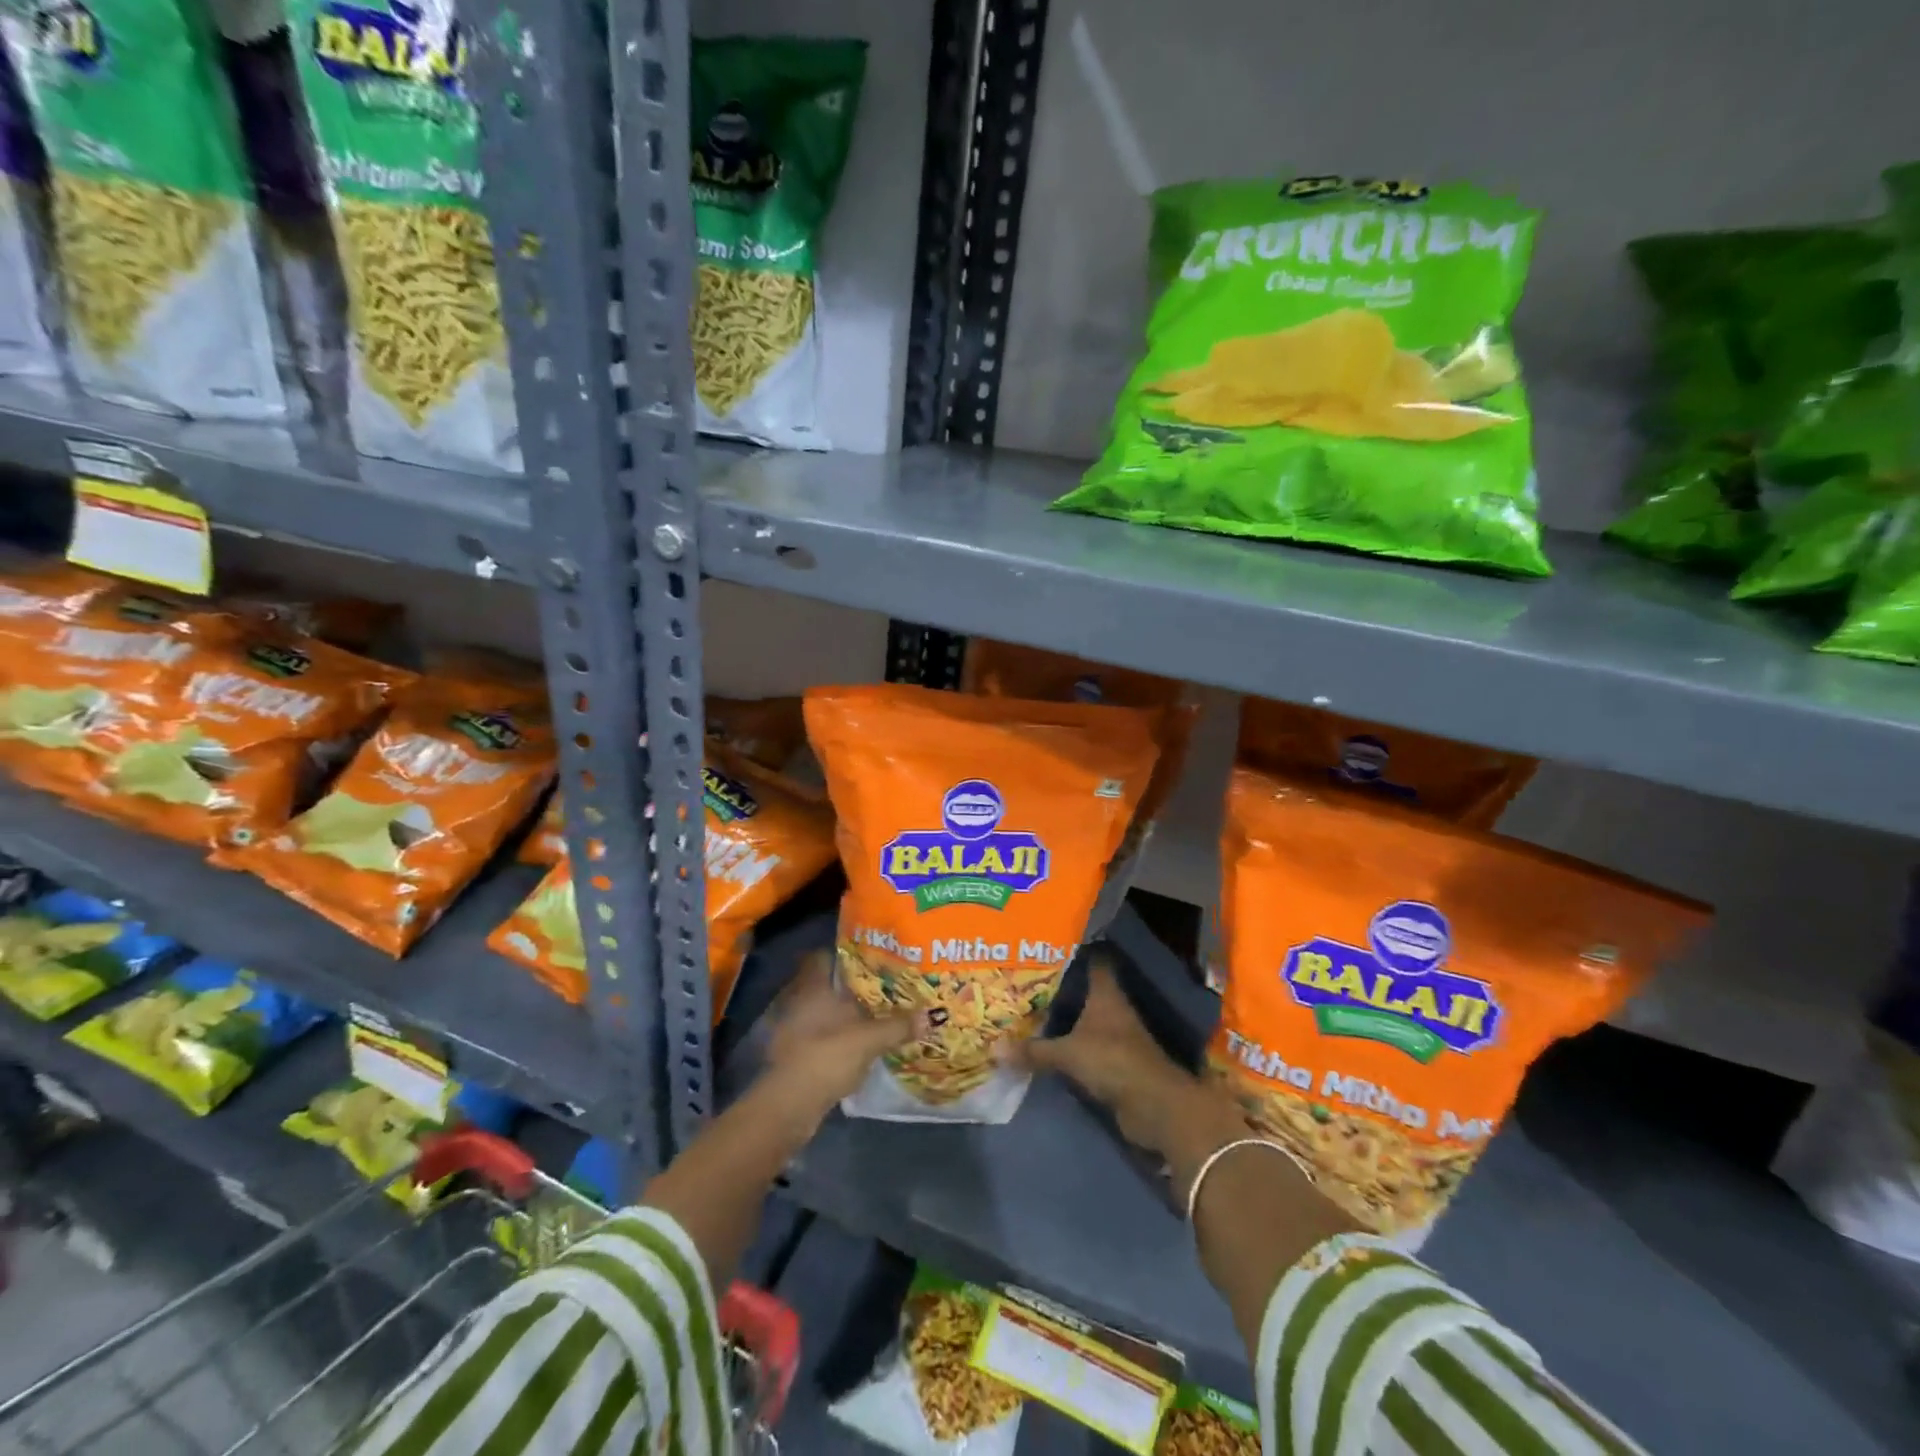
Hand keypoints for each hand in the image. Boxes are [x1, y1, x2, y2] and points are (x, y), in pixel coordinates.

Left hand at [761, 949, 922, 1123]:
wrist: (790, 1104)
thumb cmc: (827, 1056)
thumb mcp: (870, 1040)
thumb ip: (898, 1026)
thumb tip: (930, 1015)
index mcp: (813, 987)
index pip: (823, 957)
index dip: (844, 955)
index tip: (869, 958)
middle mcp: (798, 1001)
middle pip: (824, 984)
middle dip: (848, 987)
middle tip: (879, 987)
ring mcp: (792, 1028)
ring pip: (821, 1011)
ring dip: (841, 1014)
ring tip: (871, 1016)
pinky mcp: (792, 1053)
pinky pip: (817, 1035)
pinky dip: (833, 1037)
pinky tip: (854, 1044)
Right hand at [1020, 956, 1239, 1159]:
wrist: (1153, 1106)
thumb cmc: (1113, 1061)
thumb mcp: (1068, 1053)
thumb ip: (1034, 1050)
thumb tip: (994, 1048)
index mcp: (1106, 994)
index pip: (1094, 961)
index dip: (1076, 949)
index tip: (1051, 941)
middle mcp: (1113, 1010)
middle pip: (1086, 989)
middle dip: (1061, 984)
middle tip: (1026, 976)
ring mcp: (1116, 1037)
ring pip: (1085, 1018)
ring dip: (1064, 1016)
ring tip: (1029, 1007)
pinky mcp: (1115, 1062)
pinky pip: (1085, 1046)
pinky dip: (1069, 1044)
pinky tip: (1046, 1043)